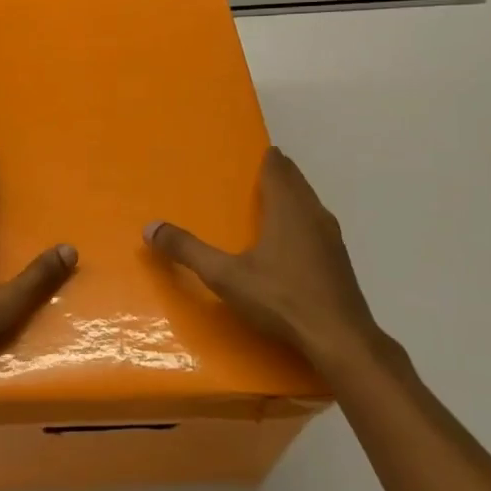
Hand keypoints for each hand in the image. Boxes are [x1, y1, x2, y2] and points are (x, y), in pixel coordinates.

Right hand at [145, 147, 407, 383]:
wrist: (340, 339)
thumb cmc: (281, 299)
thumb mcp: (225, 276)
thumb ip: (188, 251)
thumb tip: (150, 228)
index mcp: (288, 209)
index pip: (279, 169)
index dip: (268, 158)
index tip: (256, 151)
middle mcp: (313, 215)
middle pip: (296, 183)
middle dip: (279, 174)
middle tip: (257, 172)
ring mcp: (331, 239)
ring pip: (310, 205)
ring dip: (293, 197)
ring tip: (272, 202)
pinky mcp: (339, 262)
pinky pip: (317, 227)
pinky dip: (302, 221)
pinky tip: (292, 241)